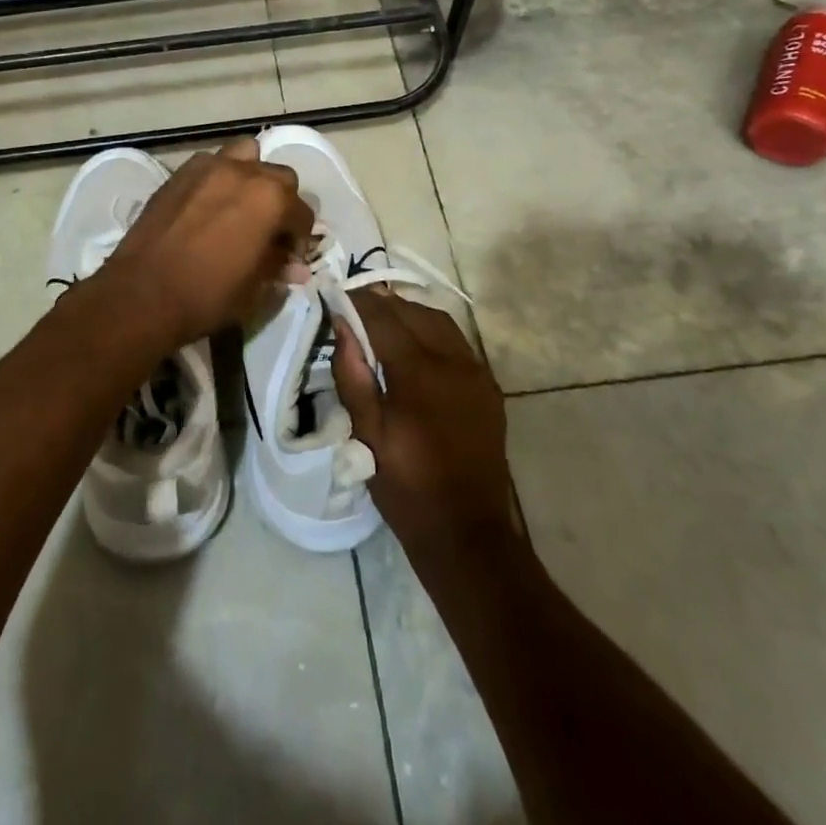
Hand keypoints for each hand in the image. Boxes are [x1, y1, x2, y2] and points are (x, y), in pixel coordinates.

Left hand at [77, 137, 313, 360]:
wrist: (143, 293)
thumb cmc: (208, 295)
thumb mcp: (254, 290)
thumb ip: (278, 268)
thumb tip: (296, 268)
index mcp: (272, 198)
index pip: (302, 212)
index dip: (299, 238)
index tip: (288, 258)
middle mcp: (244, 172)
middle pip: (278, 176)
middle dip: (280, 201)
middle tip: (267, 231)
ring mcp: (209, 167)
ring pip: (245, 156)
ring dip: (250, 177)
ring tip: (240, 207)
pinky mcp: (180, 173)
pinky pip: (211, 165)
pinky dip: (218, 179)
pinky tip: (208, 207)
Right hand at [332, 290, 517, 562]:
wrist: (467, 531)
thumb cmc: (406, 485)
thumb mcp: (366, 433)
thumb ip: (352, 374)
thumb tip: (341, 325)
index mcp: (418, 372)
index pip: (384, 317)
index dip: (359, 301)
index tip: (338, 293)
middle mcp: (452, 361)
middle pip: (414, 312)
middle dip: (384, 303)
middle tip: (356, 305)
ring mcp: (475, 372)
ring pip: (440, 322)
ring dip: (410, 313)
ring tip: (384, 319)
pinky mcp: (488, 387)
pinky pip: (458, 343)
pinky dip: (433, 331)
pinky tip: (417, 344)